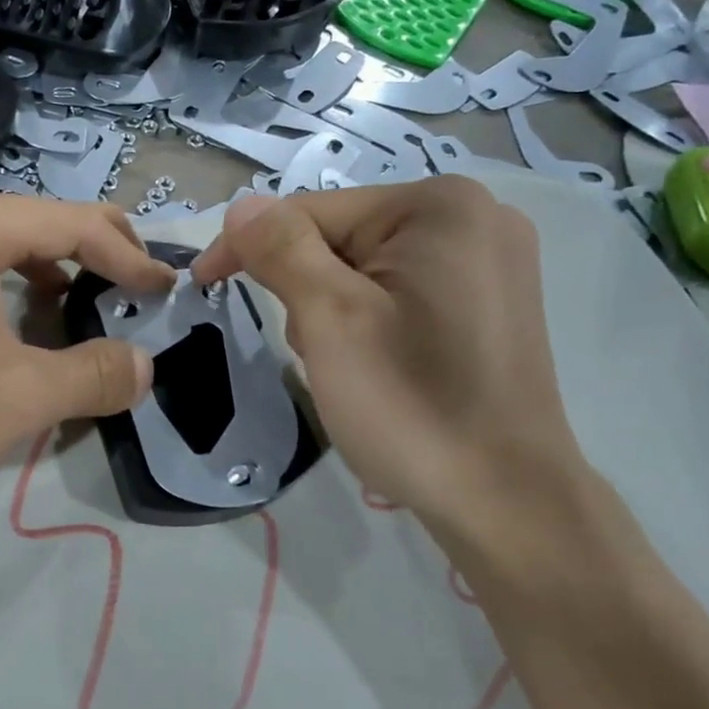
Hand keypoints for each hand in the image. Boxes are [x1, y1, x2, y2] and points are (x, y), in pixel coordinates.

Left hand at [0, 190, 175, 551]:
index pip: (73, 224)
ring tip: (51, 318)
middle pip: (22, 226)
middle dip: (79, 258)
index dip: (128, 257)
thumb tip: (144, 366)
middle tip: (119, 287)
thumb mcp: (19, 400)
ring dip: (24, 277)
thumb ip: (94, 377)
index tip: (163, 289)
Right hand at [190, 180, 585, 530]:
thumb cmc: (412, 405)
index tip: (203, 285)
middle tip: (314, 353)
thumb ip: (280, 250)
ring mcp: (489, 261)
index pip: (312, 210)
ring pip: (365, 267)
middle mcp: (474, 217)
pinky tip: (379, 366)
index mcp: (440, 206)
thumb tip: (242, 206)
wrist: (505, 502)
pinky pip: (399, 290)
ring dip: (333, 310)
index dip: (249, 246)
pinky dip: (368, 320)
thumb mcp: (330, 320)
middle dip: (305, 289)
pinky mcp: (488, 302)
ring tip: (348, 367)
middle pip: (341, 237)